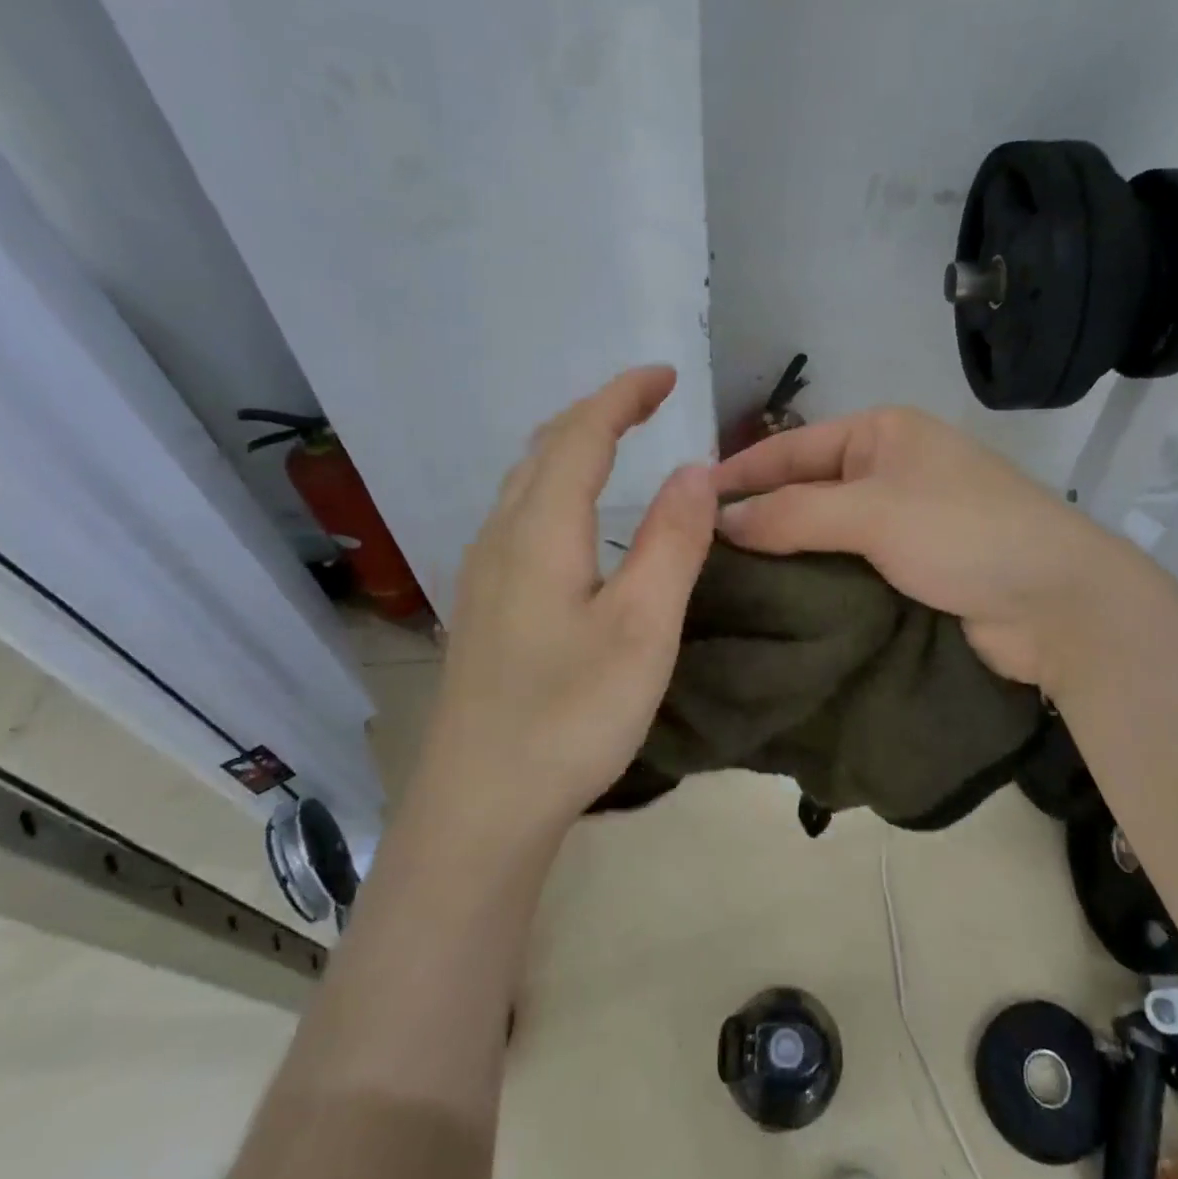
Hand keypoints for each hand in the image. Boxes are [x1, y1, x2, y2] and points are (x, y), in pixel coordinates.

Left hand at [425, 367, 715, 829]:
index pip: (581, 434)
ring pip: (524, 482)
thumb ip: (672, 542)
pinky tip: (572, 517)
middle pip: (544, 449)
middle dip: (597, 411)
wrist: (482, 804)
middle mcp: (501, 537)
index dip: (623, 395)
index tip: (667, 374)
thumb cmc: (571, 715)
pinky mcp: (483, 606)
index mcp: (540, 531)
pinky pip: (518, 515)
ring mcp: (483, 573)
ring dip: (571, 446)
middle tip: (648, 401)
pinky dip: (554, 485)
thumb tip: (695, 469)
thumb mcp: (643, 627)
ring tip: (616, 441)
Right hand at [714, 408, 1109, 685]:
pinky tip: (776, 601)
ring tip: (722, 581)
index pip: (792, 447)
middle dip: (757, 516)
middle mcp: (889, 469)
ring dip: (784, 553)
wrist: (1057, 603)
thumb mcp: (872, 512)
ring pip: (824, 531)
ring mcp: (903, 519)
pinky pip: (848, 565)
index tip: (688, 501)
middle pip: (805, 488)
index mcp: (882, 433)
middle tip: (697, 550)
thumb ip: (792, 513)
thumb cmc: (963, 533)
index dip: (740, 472)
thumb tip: (719, 522)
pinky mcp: (912, 567)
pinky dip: (816, 578)